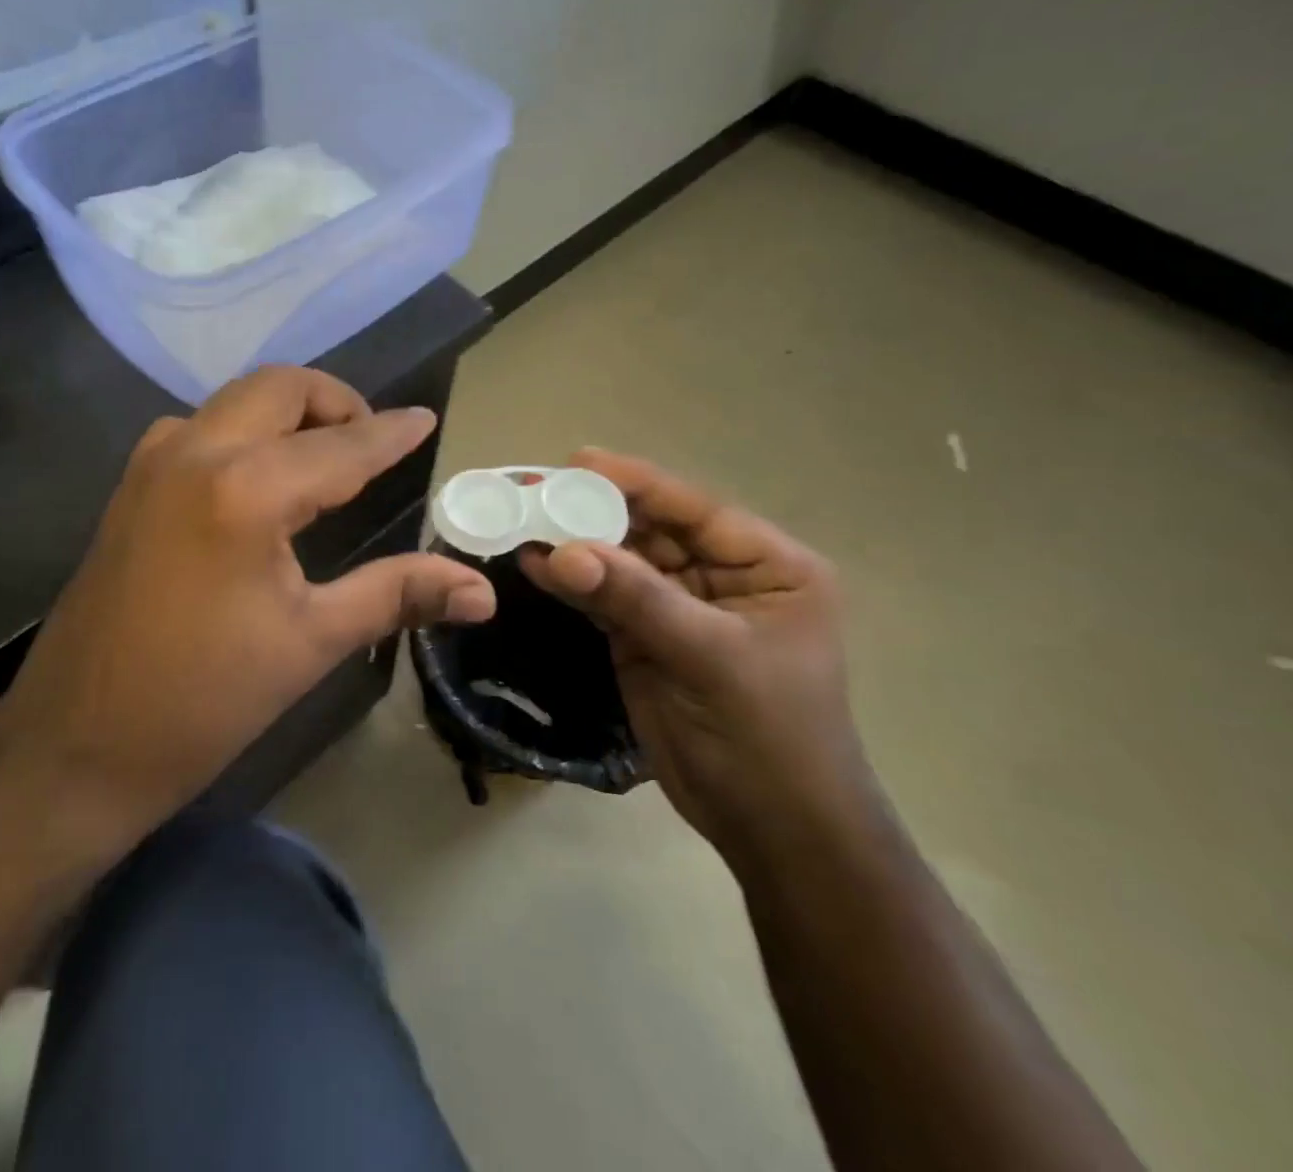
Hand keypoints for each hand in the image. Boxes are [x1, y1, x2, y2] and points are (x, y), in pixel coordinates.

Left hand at [0, 366, 496, 841]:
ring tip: (322, 457)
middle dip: (335, 402)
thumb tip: (483, 591)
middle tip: (372, 442)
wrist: (77, 745)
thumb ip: (398, 595)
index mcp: (247, 490)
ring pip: (234, 400)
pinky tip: (259, 479)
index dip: (391, 432)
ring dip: (285, 411)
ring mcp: (153, 464)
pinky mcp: (130, 486)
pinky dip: (242, 430)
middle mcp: (196, 453)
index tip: (426, 419)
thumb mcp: (312, 643)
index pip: (342, 445)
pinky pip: (198, 427)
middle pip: (279, 388)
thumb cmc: (205, 701)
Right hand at [521, 449, 868, 858]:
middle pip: (651, 528)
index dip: (636, 482)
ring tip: (520, 518)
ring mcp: (679, 607)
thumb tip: (560, 552)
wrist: (773, 831)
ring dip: (574, 543)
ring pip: (621, 560)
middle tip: (532, 489)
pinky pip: (604, 597)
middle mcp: (722, 576)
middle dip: (593, 510)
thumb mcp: (711, 658)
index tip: (577, 461)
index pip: (694, 509)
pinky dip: (570, 582)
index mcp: (768, 566)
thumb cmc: (769, 737)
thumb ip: (637, 599)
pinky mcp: (645, 637)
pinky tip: (532, 563)